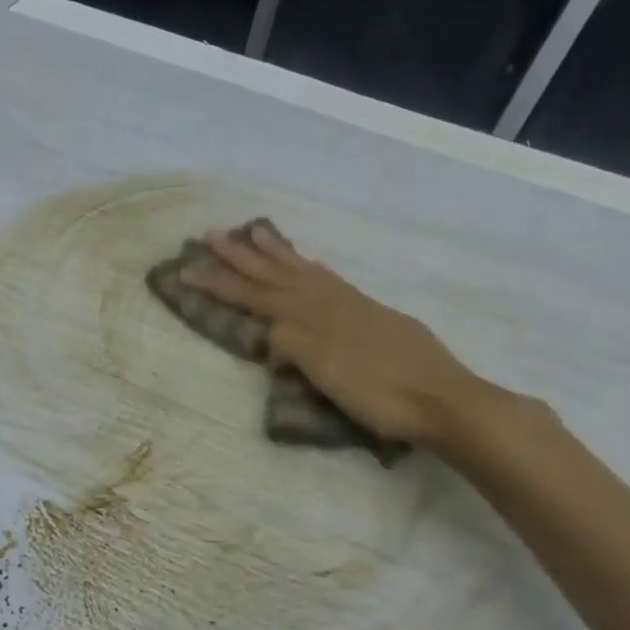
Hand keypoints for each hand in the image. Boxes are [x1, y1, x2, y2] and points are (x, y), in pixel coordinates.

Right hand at [182, 223, 490, 449]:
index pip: (254, 296)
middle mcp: (327, 301)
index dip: (219, 284)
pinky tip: (310, 265)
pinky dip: (310, 267)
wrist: (444, 398)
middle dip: (240, 256)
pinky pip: (329, 278)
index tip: (185, 271)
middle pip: (274, 274)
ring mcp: (351, 304)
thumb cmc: (379, 395)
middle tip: (211, 235)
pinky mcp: (371, 312)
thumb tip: (270, 332)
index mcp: (310, 317)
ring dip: (275, 252)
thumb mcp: (326, 374)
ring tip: (255, 231)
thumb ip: (293, 345)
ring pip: (303, 270)